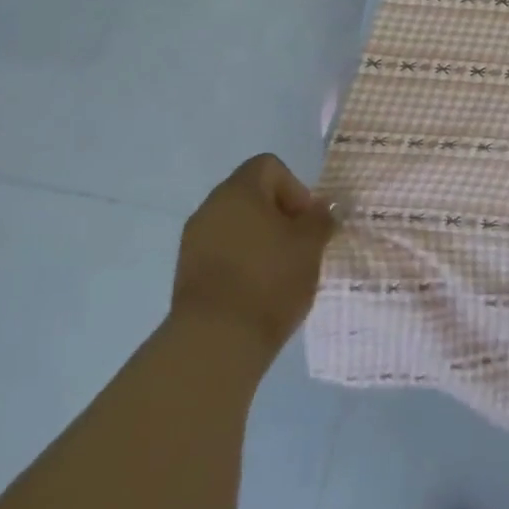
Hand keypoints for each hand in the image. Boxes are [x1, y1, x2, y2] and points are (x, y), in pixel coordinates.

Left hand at [171, 154, 336, 363]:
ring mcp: (194, 240)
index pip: (269, 166)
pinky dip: (242, 262)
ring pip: (236, 226)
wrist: (215, 342)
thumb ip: (320, 219)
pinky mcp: (186, 273)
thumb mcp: (310, 245)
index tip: (306, 222)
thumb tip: (322, 208)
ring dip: (260, 240)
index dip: (295, 188)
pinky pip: (222, 252)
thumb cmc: (269, 279)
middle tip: (300, 247)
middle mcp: (211, 207)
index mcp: (239, 190)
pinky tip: (259, 290)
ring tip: (281, 272)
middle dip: (280, 216)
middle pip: (252, 195)